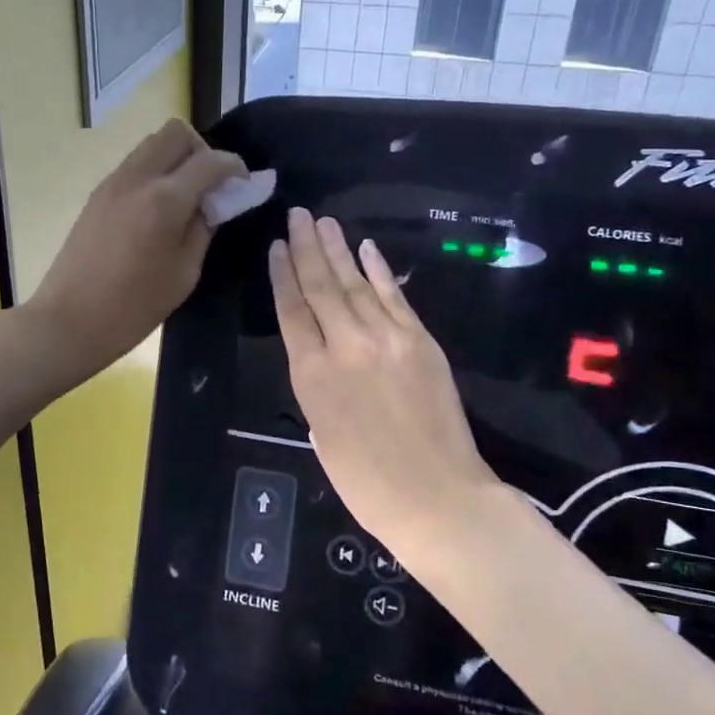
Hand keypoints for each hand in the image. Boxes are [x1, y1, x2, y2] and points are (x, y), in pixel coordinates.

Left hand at [27, 119, 244, 384]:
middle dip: (202, 150)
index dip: (234, 167)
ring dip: (176, 157)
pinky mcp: (97, 194)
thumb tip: (215, 202)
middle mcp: (138, 178)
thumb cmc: (134, 307)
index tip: (244, 183)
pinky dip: (155, 170)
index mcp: (165, 200)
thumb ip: (204, 228)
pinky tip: (159, 206)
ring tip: (185, 195)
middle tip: (211, 185)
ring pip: (152, 143)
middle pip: (176, 132)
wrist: (69, 320)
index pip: (210, 161)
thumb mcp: (184, 273)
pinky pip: (134, 163)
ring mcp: (112, 182)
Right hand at [269, 208, 494, 548]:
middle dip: (306, 247)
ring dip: (338, 250)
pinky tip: (367, 249)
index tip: (276, 246)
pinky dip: (379, 271)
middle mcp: (345, 347)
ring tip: (323, 222)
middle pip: (320, 286)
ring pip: (355, 284)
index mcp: (311, 376)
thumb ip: (315, 387)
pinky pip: (394, 297)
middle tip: (298, 215)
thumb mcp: (322, 435)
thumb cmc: (367, 483)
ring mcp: (387, 339)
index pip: (291, 311)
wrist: (438, 499)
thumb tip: (319, 356)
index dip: (282, 275)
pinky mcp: (421, 341)